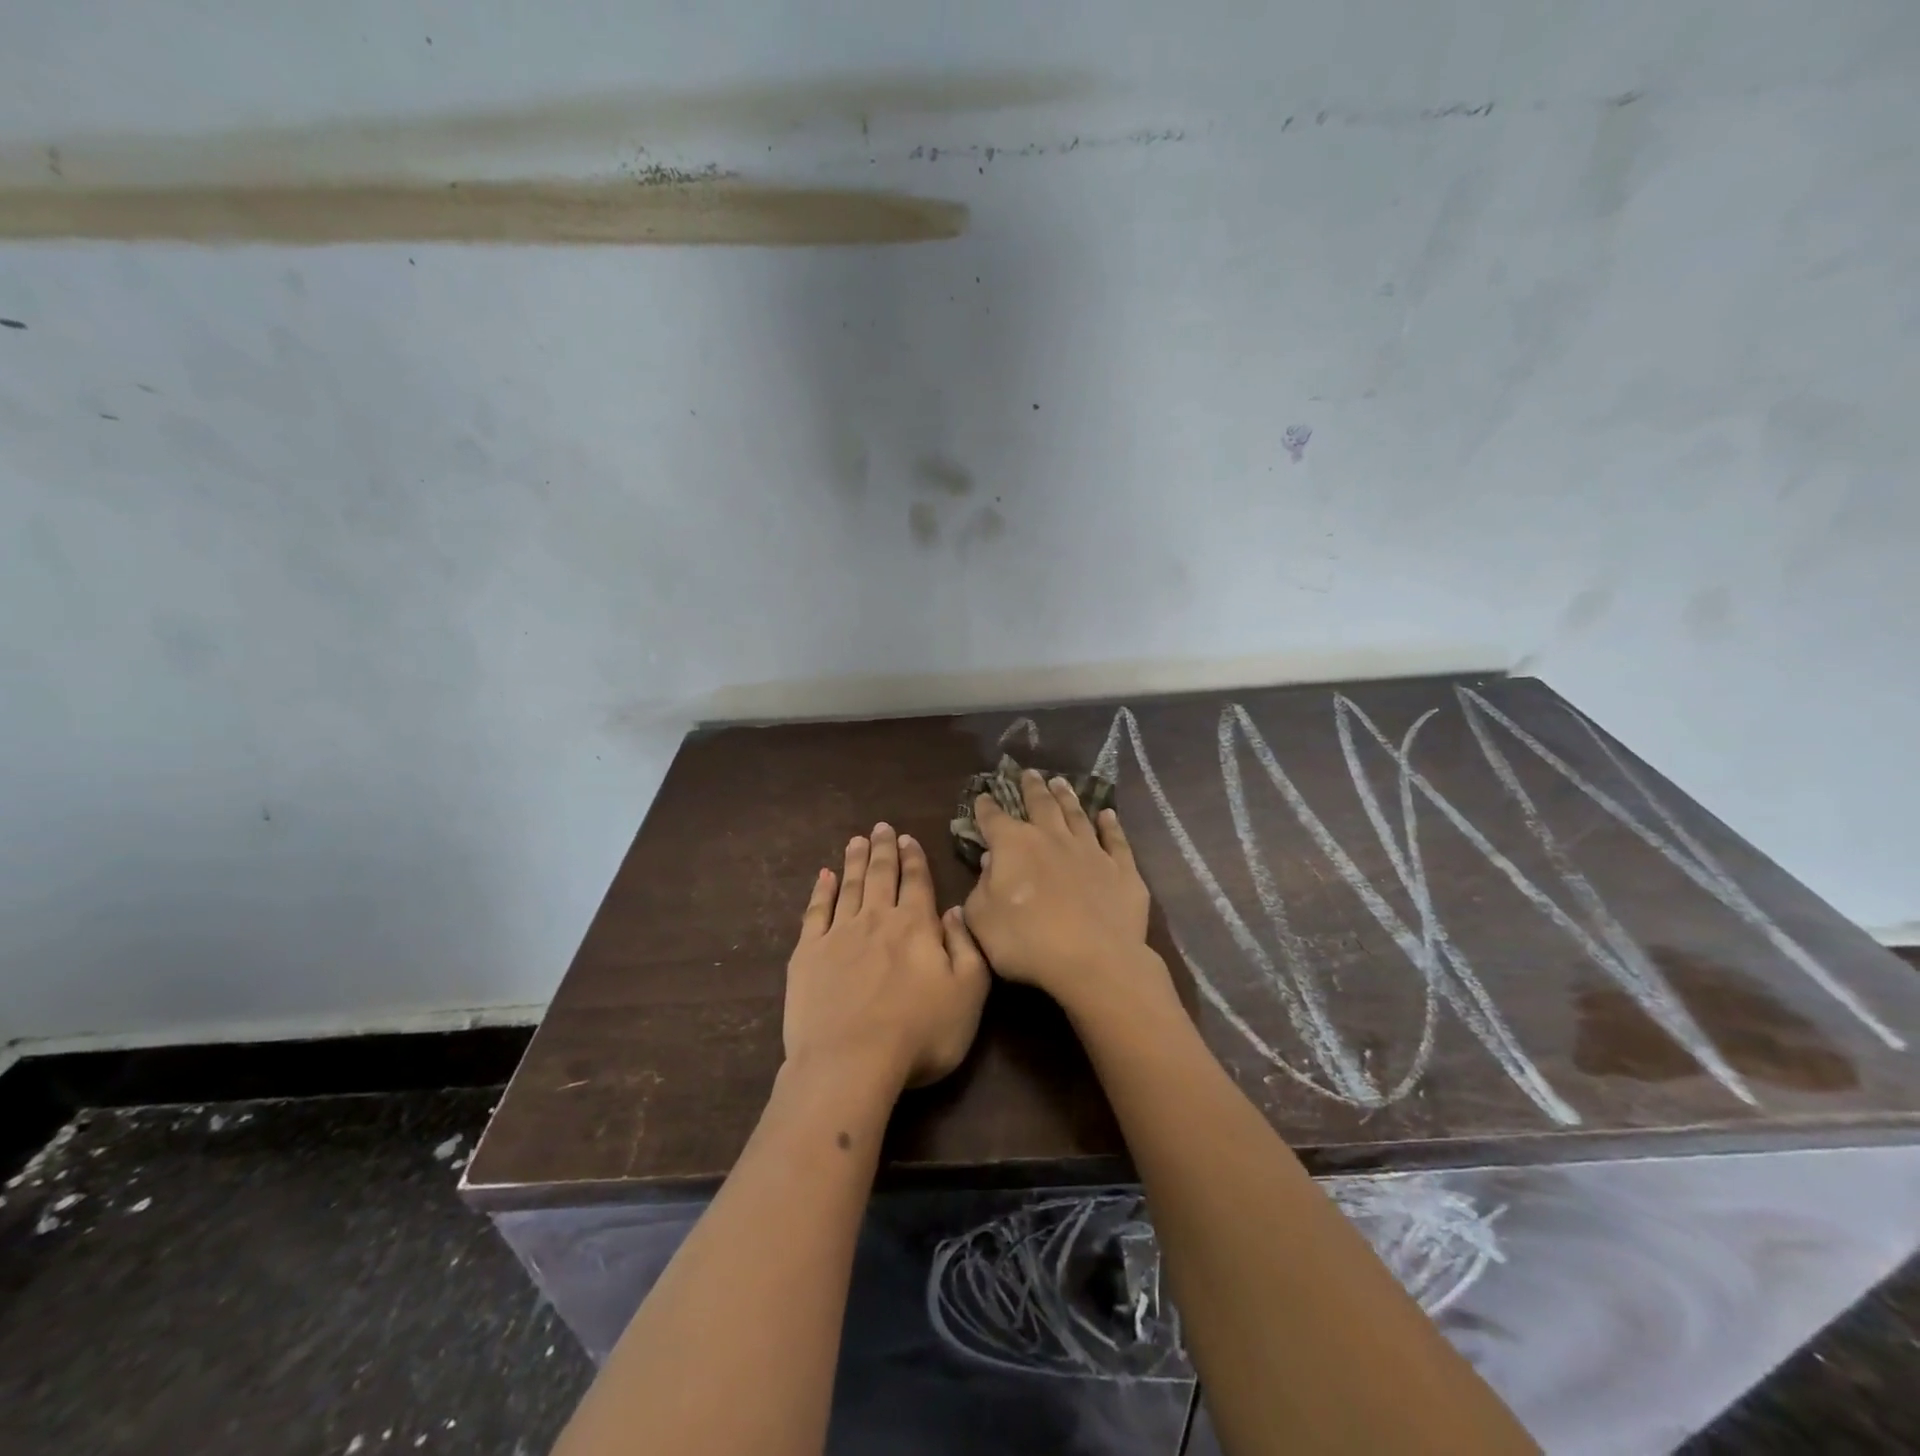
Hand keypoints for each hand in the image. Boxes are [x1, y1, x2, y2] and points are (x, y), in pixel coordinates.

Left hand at [785, 823, 989, 1093]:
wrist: (850, 1063)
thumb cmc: (919, 1034)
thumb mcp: (968, 994)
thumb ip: (967, 947)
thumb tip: (955, 910)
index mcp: (915, 926)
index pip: (916, 882)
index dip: (914, 858)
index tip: (908, 838)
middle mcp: (876, 919)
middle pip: (881, 875)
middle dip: (883, 849)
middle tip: (882, 827)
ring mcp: (838, 934)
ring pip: (849, 886)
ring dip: (854, 861)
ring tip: (857, 840)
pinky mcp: (807, 954)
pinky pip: (815, 911)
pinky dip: (820, 890)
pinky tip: (824, 876)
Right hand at [962, 771, 1173, 1016]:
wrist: (1094, 960)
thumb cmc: (1027, 942)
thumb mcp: (982, 919)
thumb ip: (981, 888)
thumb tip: (991, 863)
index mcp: (1014, 847)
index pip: (994, 820)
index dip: (986, 807)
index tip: (983, 796)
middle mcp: (1053, 838)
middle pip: (1041, 805)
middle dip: (1031, 788)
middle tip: (1029, 773)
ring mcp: (1091, 851)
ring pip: (1077, 815)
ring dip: (1067, 797)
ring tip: (1060, 782)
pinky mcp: (1122, 870)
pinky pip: (1116, 840)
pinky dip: (1111, 825)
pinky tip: (1108, 815)